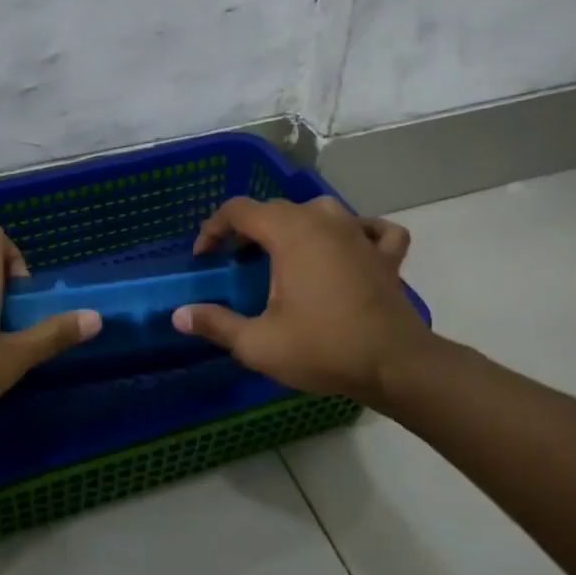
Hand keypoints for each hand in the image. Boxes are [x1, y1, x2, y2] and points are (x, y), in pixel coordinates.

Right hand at [172, 196, 431, 406]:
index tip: (204, 256)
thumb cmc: (323, 349)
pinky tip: (348, 248)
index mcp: (291, 233)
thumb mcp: (258, 344)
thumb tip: (179, 316)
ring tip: (283, 253)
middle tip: (235, 261)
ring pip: (320, 211)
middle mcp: (325, 221)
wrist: (396, 366)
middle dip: (249, 229)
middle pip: (277, 208)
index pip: (240, 210)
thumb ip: (216, 324)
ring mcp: (360, 234)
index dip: (214, 228)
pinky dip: (354, 232)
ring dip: (295, 225)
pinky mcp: (386, 254)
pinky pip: (369, 228)